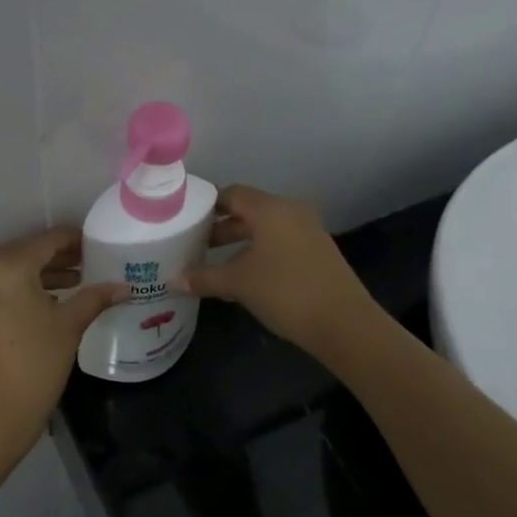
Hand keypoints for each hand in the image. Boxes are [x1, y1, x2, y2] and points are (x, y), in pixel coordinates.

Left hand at [0, 227, 128, 467]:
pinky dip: (16, 291)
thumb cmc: (34, 367)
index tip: (97, 247)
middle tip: (88, 266)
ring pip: (7, 273)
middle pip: (24, 253)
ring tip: (71, 286)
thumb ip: (95, 298)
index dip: (75, 241)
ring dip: (37, 276)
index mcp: (6, 266)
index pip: (47, 240)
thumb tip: (124, 287)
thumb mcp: (68, 327)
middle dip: (56, 258)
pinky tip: (40, 306)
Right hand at [175, 185, 376, 356]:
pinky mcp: (317, 253)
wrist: (343, 322)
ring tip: (213, 263)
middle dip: (221, 227)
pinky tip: (243, 278)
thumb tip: (173, 279)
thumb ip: (204, 277)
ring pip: (265, 229)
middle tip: (194, 244)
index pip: (232, 194)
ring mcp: (308, 232)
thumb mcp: (238, 284)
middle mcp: (290, 212)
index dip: (207, 205)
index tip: (186, 220)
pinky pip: (279, 244)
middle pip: (248, 211)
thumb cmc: (285, 292)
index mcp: (271, 209)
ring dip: (239, 242)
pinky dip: (258, 253)